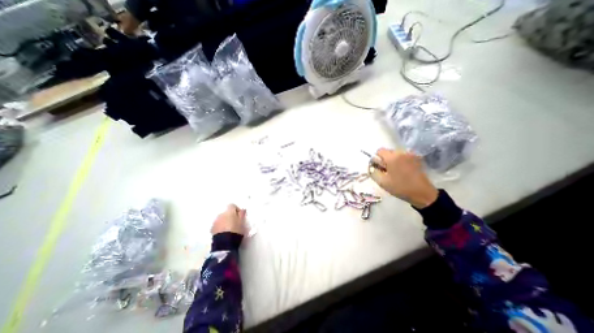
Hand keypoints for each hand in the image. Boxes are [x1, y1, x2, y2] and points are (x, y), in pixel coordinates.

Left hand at [211, 204, 248, 235]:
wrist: (225, 243)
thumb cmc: (236, 230)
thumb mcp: (242, 222)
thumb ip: (242, 214)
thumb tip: (242, 209)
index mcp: (229, 211)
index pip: (232, 205)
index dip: (236, 209)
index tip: (239, 215)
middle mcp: (221, 214)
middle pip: (226, 212)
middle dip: (230, 216)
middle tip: (235, 222)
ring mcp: (215, 221)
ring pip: (221, 218)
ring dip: (225, 221)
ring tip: (229, 228)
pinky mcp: (212, 228)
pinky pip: (217, 224)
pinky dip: (220, 226)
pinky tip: (224, 232)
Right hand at [370, 148, 437, 207]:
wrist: (422, 193)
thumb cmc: (400, 187)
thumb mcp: (382, 182)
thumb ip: (373, 172)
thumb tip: (372, 166)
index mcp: (392, 157)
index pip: (379, 151)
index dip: (377, 159)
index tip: (379, 168)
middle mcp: (402, 152)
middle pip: (388, 152)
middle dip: (385, 160)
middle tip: (387, 172)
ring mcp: (410, 155)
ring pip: (395, 155)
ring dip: (392, 161)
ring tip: (395, 173)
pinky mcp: (416, 159)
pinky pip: (403, 157)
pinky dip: (400, 162)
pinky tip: (403, 172)